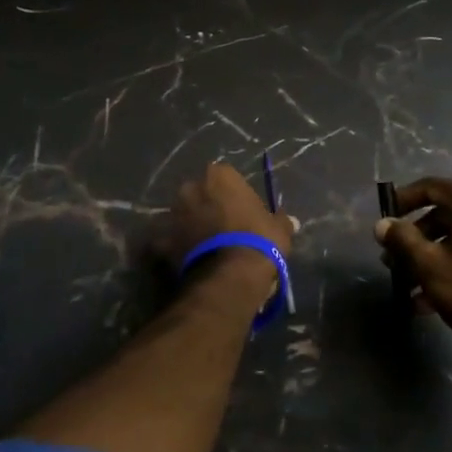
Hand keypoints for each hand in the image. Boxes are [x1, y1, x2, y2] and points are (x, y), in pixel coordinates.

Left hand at [161, 162, 293, 287]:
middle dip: (207, 206)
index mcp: (219, 176)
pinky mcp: (161, 241)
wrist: (231, 276)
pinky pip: (167, 242)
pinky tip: (187, 261)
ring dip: (190, 226)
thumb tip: (290, 221)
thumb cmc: (259, 240)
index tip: (241, 209)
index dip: (232, 193)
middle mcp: (191, 188)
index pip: (224, 176)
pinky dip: (174, 249)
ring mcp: (173, 214)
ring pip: (182, 216)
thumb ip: (280, 220)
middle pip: (199, 193)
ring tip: (205, 247)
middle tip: (222, 227)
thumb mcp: (279, 228)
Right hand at [374, 177, 451, 358]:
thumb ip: (402, 240)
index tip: (385, 218)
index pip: (431, 187)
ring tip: (405, 286)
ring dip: (427, 258)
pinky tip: (427, 301)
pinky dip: (448, 269)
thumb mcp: (429, 265)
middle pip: (442, 215)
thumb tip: (382, 225)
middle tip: (391, 260)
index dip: (403, 199)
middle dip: (412, 238)